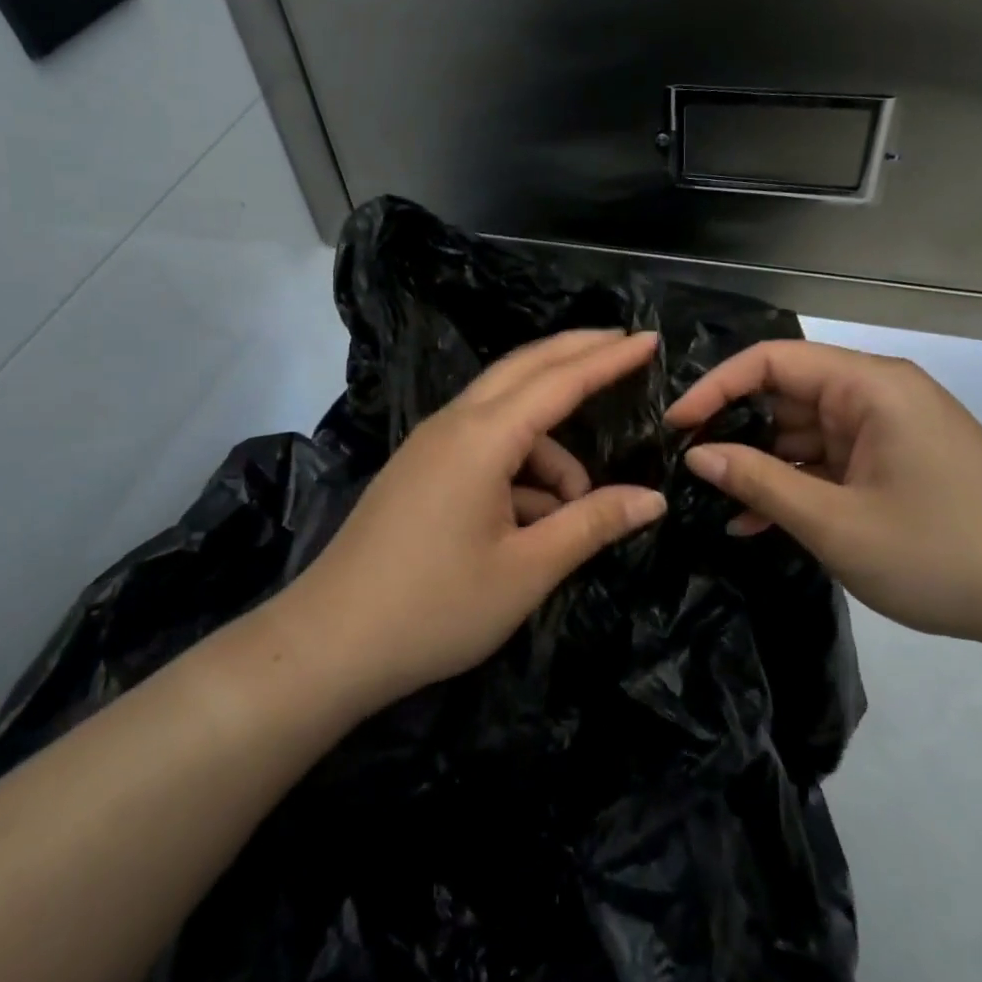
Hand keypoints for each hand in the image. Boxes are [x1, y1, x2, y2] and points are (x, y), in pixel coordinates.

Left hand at [272, 330, 667, 713]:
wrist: (328, 643)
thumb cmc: (435, 608)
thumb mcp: (526, 570)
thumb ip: (592, 524)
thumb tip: (653, 499)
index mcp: (482, 437)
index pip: (559, 381)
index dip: (608, 359)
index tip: (649, 339)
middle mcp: (454, 423)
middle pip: (526, 368)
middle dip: (578, 355)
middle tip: (626, 349)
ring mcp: (431, 443)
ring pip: (506, 416)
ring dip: (550, 446)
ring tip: (574, 509)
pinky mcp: (420, 468)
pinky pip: (483, 445)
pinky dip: (517, 466)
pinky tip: (530, 522)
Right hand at [666, 340, 981, 646]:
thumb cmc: (944, 554)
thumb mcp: (837, 523)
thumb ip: (760, 481)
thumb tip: (697, 454)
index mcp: (868, 385)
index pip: (771, 360)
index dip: (716, 387)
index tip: (675, 426)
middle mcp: (875, 394)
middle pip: (785, 393)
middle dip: (734, 429)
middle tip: (685, 468)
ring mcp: (886, 429)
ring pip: (802, 431)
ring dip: (761, 466)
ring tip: (712, 500)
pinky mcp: (892, 462)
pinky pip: (828, 461)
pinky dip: (794, 486)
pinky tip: (754, 523)